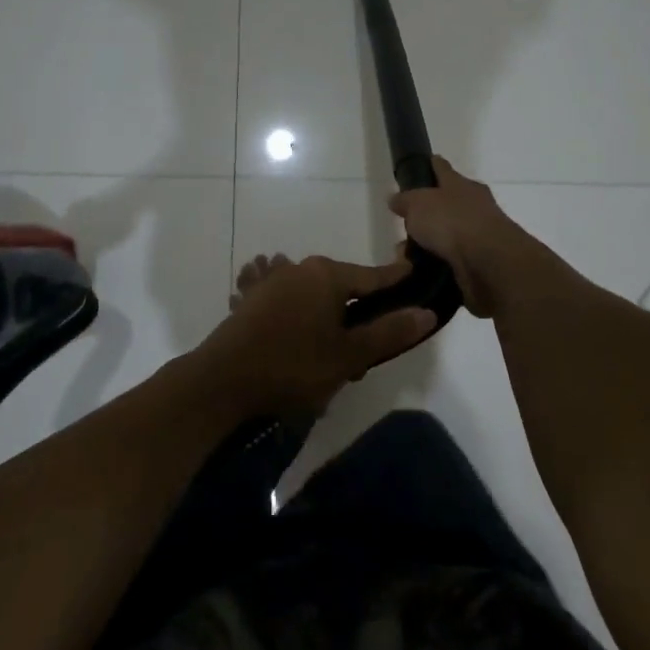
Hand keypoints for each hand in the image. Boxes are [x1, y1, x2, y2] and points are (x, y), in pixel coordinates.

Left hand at [192, 254, 437, 418]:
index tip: (414, 274)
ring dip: (322, 312)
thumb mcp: (348, 355)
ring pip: (309, 292)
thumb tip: (426, 312)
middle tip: (364, 349)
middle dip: (355, 310)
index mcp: (326, 274)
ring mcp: (270, 282)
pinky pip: (281, 299)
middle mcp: (298, 268)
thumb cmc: (293, 365)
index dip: (396, 279)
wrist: (223, 380)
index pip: (372, 275)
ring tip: (327, 346)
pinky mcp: (250, 300)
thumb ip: (388, 332)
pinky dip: (292, 310)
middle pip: (340, 285)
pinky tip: (288, 323)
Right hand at [388, 157, 536, 316]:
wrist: (489, 263)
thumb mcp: (418, 204)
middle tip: (405, 223)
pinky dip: (436, 265)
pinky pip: (451, 261)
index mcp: (462, 185)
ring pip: (447, 236)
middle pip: (447, 204)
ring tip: (404, 255)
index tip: (425, 163)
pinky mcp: (480, 264)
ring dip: (429, 244)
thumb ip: (405, 201)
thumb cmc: (452, 222)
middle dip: (426, 214)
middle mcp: (474, 206)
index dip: (432, 165)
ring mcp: (479, 236)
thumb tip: (395, 199)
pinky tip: (418, 272)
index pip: (443, 169)